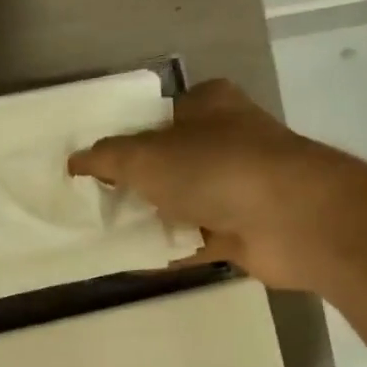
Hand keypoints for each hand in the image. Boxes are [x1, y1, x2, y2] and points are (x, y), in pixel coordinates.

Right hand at [68, 79, 363, 289]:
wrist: (292, 220)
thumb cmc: (215, 169)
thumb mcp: (145, 156)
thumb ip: (106, 157)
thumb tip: (74, 161)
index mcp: (208, 106)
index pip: (157, 116)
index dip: (123, 136)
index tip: (90, 163)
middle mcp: (227, 141)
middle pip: (167, 161)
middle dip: (133, 182)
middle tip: (91, 201)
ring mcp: (238, 187)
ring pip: (181, 202)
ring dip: (151, 218)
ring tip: (104, 233)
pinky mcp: (244, 229)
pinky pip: (195, 240)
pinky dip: (169, 249)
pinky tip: (134, 260)